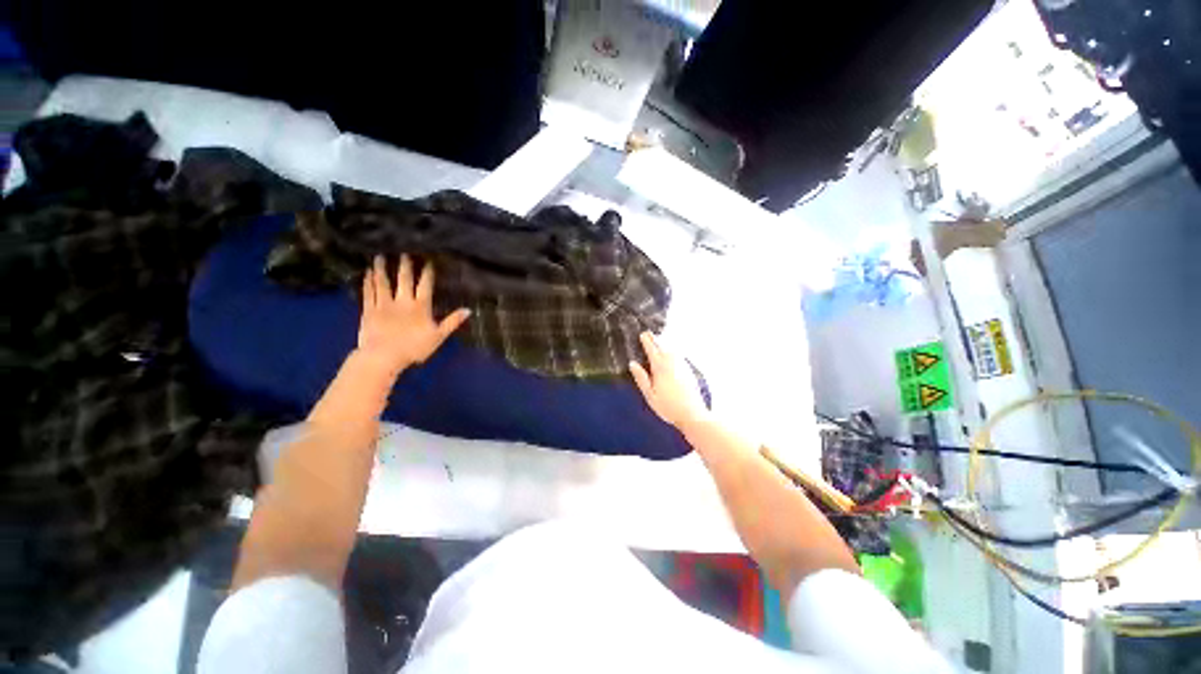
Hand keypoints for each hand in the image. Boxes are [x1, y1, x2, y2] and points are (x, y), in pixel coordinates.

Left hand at [356, 255, 469, 375]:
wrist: (383, 356)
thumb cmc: (414, 348)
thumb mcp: (438, 336)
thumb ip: (452, 322)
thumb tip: (468, 310)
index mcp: (420, 307)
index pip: (425, 286)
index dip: (427, 273)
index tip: (428, 261)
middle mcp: (402, 301)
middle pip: (403, 280)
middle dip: (405, 266)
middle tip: (403, 253)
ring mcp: (384, 304)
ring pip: (383, 283)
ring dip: (382, 269)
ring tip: (380, 256)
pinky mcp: (369, 310)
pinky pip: (369, 293)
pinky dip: (368, 282)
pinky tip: (367, 273)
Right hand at [629, 332, 707, 430]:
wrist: (693, 414)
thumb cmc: (668, 407)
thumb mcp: (650, 395)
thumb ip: (641, 378)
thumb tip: (632, 364)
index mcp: (660, 368)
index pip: (652, 350)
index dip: (647, 341)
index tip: (642, 334)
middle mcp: (672, 363)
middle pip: (662, 347)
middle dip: (655, 339)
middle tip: (648, 333)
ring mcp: (682, 365)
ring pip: (672, 350)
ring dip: (664, 344)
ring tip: (658, 341)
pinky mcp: (689, 370)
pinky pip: (679, 355)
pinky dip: (672, 351)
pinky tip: (671, 353)